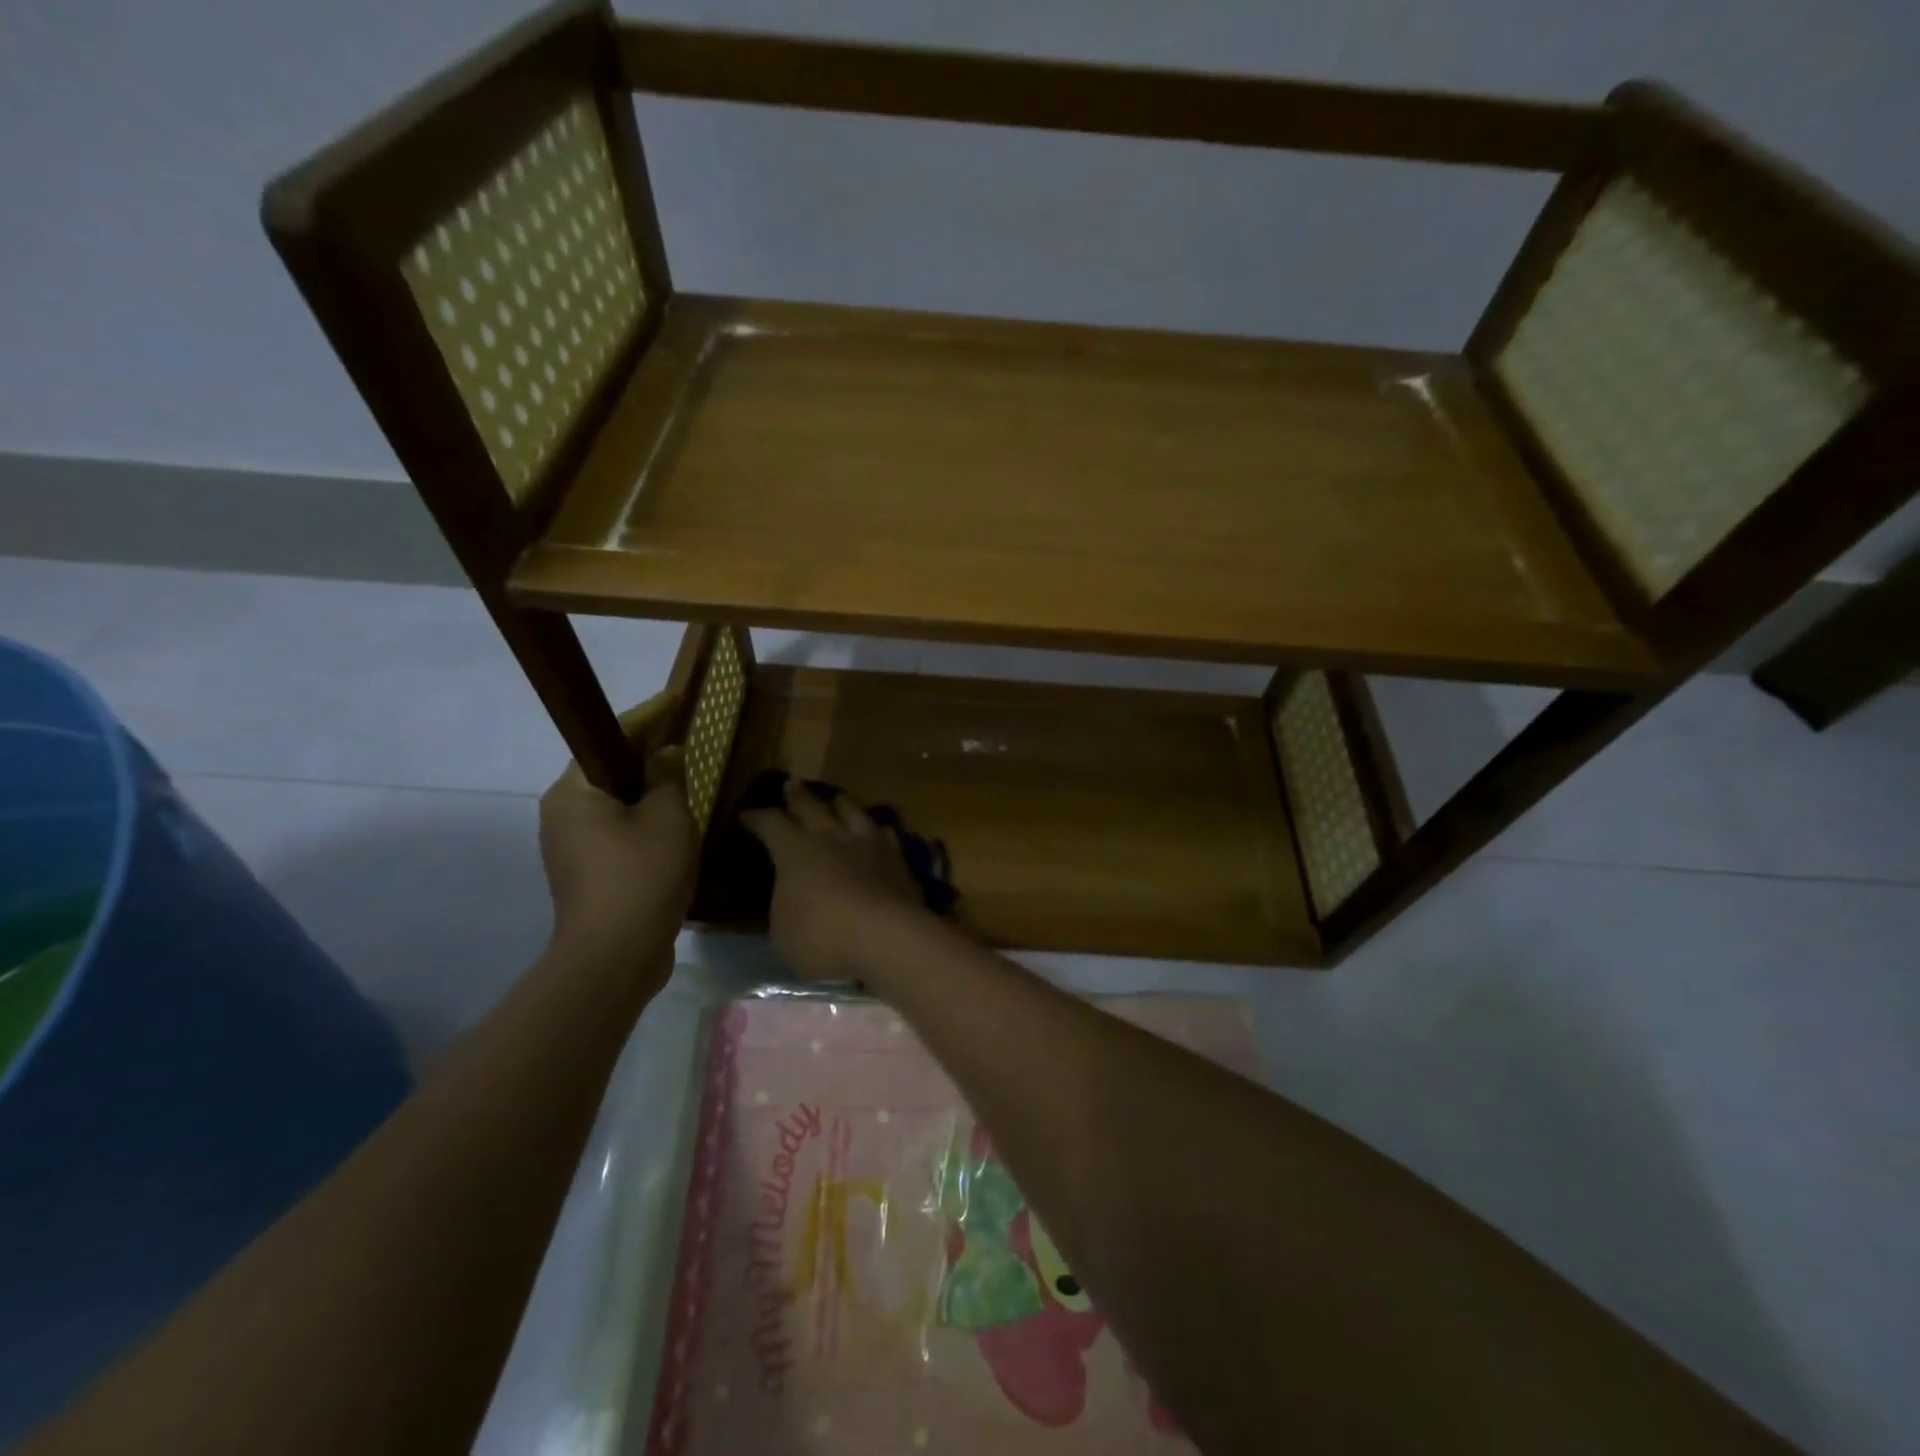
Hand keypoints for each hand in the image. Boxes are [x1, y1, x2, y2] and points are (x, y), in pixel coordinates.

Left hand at [539, 694, 698, 962]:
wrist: (614, 958)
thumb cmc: (640, 877)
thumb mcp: (668, 819)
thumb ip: (669, 778)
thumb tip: (666, 755)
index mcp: (574, 793)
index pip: (609, 737)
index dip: (647, 716)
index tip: (676, 700)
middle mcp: (563, 814)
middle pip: (609, 769)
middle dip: (647, 753)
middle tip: (685, 740)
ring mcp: (571, 847)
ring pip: (615, 803)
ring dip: (648, 791)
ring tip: (685, 780)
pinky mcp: (587, 874)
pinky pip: (619, 831)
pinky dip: (645, 820)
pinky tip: (675, 825)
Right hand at [742, 780, 933, 981]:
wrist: (887, 937)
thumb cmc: (823, 938)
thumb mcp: (783, 931)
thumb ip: (783, 905)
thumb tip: (787, 895)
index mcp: (795, 850)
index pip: (770, 823)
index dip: (756, 818)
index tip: (746, 815)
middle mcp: (831, 836)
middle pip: (812, 806)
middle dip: (797, 795)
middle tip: (791, 785)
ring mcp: (868, 842)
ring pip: (852, 810)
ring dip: (841, 803)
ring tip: (837, 798)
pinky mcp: (897, 857)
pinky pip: (884, 833)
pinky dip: (876, 830)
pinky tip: (878, 831)